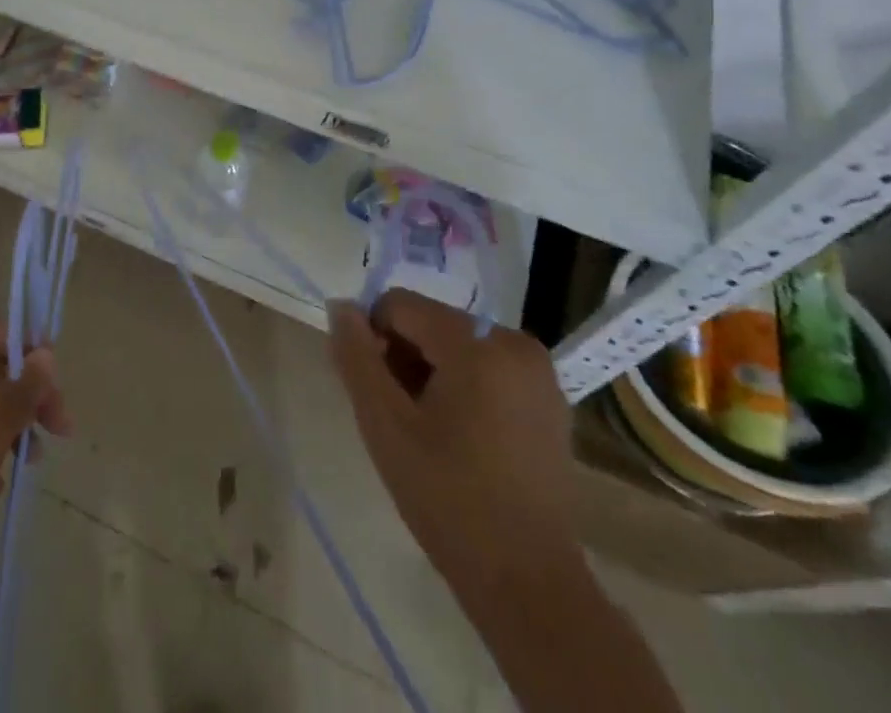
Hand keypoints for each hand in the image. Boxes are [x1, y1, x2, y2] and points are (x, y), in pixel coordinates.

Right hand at [329, 290, 576, 597]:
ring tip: (429, 432)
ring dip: (432, 373)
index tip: (376, 392)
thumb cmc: (448, 499)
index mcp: (477, 343)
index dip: (374, 339)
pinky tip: (461, 438)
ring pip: (458, 344)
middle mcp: (514, 342)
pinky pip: (487, 367)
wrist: (528, 584)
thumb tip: (340, 306)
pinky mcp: (549, 400)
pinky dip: (464, 387)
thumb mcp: (384, 424)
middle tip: (401, 418)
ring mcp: (538, 372)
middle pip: (432, 323)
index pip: (401, 305)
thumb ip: (356, 357)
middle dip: (405, 358)